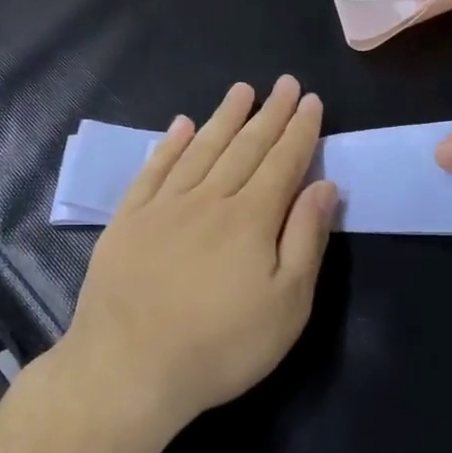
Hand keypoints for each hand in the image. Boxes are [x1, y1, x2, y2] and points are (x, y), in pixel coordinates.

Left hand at [58, 76, 337, 439]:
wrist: (129, 368)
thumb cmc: (221, 345)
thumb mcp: (286, 304)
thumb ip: (306, 239)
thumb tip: (323, 186)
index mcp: (252, 218)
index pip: (283, 162)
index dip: (300, 131)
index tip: (311, 101)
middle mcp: (209, 199)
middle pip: (245, 147)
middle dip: (270, 114)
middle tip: (285, 84)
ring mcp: (164, 207)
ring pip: (201, 150)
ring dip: (224, 118)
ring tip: (241, 91)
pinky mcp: (128, 221)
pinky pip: (154, 170)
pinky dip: (170, 145)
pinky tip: (181, 126)